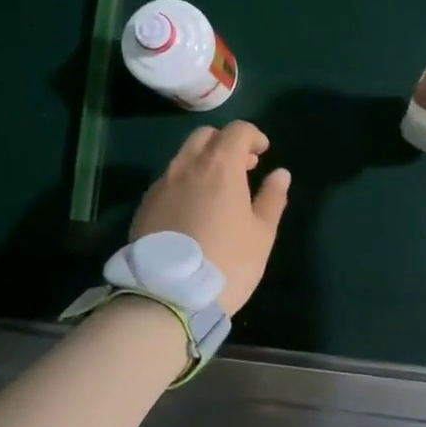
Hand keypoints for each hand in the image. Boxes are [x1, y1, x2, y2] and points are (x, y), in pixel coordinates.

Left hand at [130, 122, 290, 313]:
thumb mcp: (261, 234)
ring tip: (218, 192)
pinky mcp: (145, 205)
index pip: (237, 130)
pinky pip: (169, 180)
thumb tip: (280, 173)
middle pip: (205, 136)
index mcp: (219, 166)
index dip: (253, 136)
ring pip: (184, 157)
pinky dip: (185, 182)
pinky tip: (193, 210)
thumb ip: (272, 198)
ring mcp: (161, 184)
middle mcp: (187, 166)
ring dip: (204, 162)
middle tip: (242, 168)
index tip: (262, 154)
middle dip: (226, 143)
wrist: (167, 296)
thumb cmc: (227, 263)